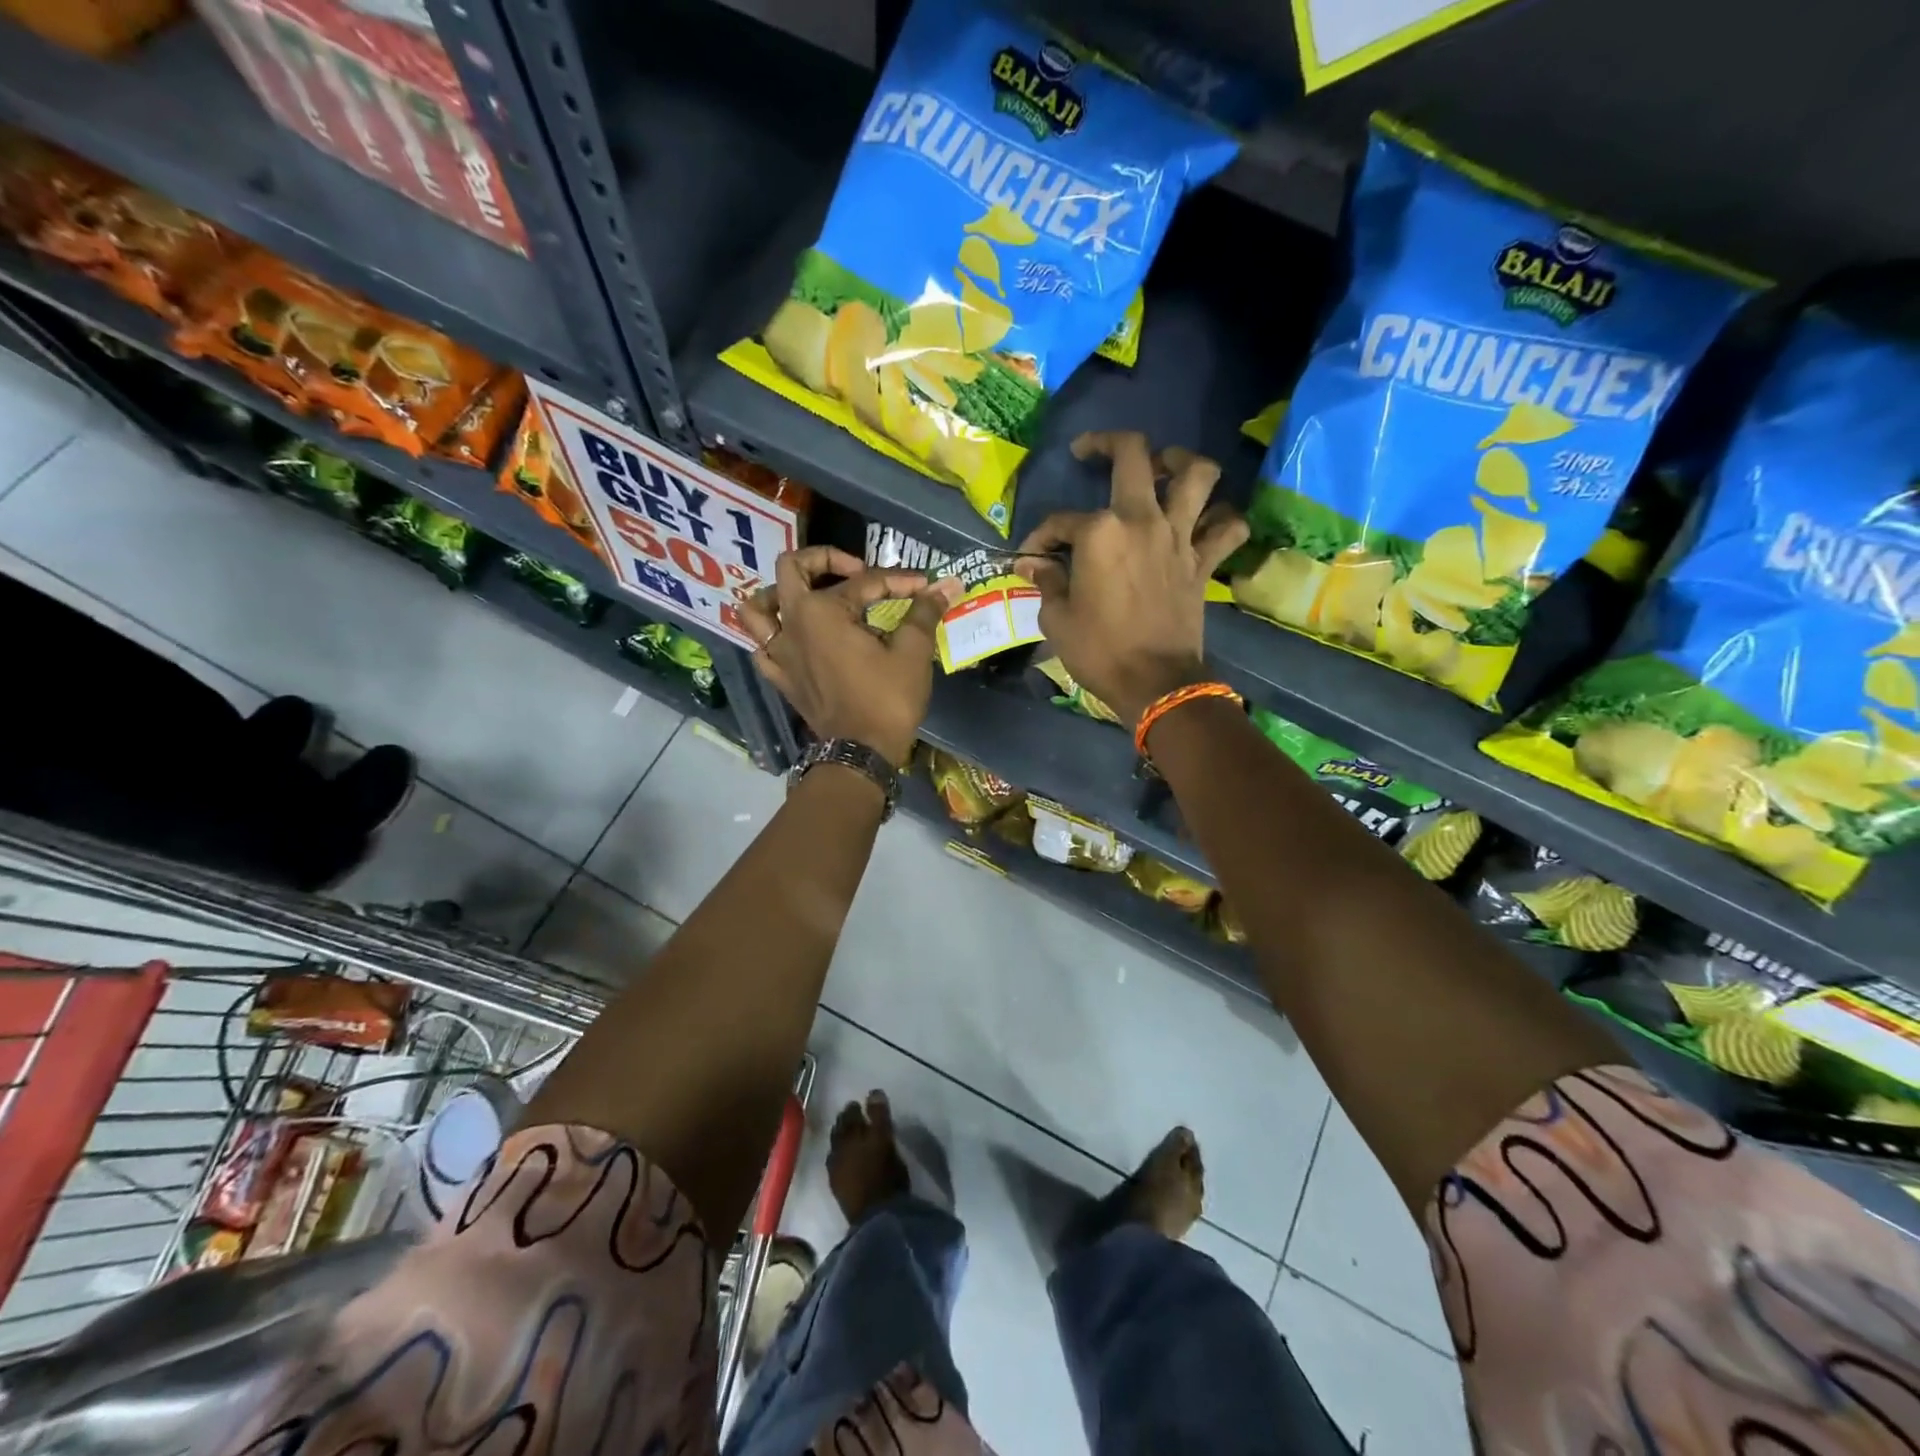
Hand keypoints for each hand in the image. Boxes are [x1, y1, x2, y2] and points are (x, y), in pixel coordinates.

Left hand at [741, 546, 958, 765]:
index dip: (899, 581)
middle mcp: (792, 623)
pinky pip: (762, 646)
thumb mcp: (912, 652)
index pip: (864, 582)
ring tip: (808, 595)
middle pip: (792, 570)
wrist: (860, 753)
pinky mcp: (780, 677)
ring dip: (779, 593)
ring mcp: (779, 651)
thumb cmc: (887, 699)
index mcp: (822, 610)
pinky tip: (795, 637)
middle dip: (824, 560)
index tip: (926, 587)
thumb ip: (924, 612)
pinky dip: (773, 635)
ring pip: (758, 607)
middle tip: (856, 570)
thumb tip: (946, 585)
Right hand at [1015, 432, 1247, 724]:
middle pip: (1134, 456)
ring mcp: (1179, 537)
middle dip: (1107, 443)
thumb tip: (1031, 564)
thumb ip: (1046, 582)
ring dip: (1181, 461)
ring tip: (1165, 465)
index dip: (1041, 536)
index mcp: (1099, 532)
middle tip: (1091, 451)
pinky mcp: (1203, 561)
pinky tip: (1207, 520)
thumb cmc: (1099, 651)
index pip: (1061, 521)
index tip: (1031, 557)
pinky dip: (1223, 519)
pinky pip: (1227, 528)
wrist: (1155, 683)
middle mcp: (1142, 520)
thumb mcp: (1057, 619)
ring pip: (1197, 475)